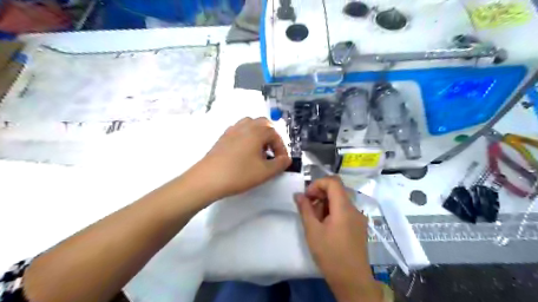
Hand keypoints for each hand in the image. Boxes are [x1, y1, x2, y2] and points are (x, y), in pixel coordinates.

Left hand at [188, 117, 289, 200]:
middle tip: (272, 151)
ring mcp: (231, 130)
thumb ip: (280, 164)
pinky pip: (239, 131)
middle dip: (271, 136)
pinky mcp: (222, 137)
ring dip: (259, 134)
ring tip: (259, 150)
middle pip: (263, 123)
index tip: (282, 161)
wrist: (207, 179)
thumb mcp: (265, 172)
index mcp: (257, 131)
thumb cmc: (239, 174)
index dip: (282, 148)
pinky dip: (247, 137)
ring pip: (250, 125)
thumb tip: (286, 159)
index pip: (275, 134)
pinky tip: (245, 152)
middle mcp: (245, 126)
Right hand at [294, 177, 381, 301]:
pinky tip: (326, 227)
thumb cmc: (330, 255)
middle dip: (320, 195)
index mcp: (344, 208)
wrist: (352, 280)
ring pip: (340, 200)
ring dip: (325, 204)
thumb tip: (298, 194)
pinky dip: (333, 212)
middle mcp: (354, 209)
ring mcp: (358, 217)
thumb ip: (305, 209)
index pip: (333, 181)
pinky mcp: (359, 226)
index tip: (307, 197)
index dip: (318, 184)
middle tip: (309, 210)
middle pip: (337, 190)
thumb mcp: (312, 231)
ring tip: (316, 221)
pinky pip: (344, 210)